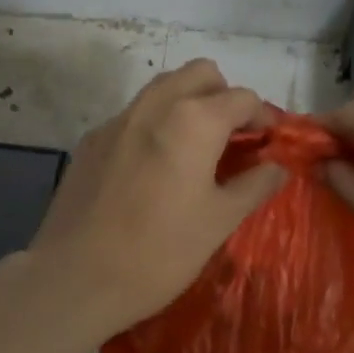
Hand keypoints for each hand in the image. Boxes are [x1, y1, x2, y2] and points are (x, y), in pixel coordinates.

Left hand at [30, 59, 287, 339]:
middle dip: (223, 97)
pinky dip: (155, 125)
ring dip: (188, 104)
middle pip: (200, 74)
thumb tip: (278, 167)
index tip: (268, 144)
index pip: (242, 97)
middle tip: (232, 139)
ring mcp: (117, 120)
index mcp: (193, 120)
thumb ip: (254, 186)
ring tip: (196, 150)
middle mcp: (154, 105)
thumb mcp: (219, 222)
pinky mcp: (91, 141)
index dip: (263, 118)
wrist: (76, 278)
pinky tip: (153, 170)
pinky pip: (133, 116)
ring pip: (163, 89)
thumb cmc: (159, 252)